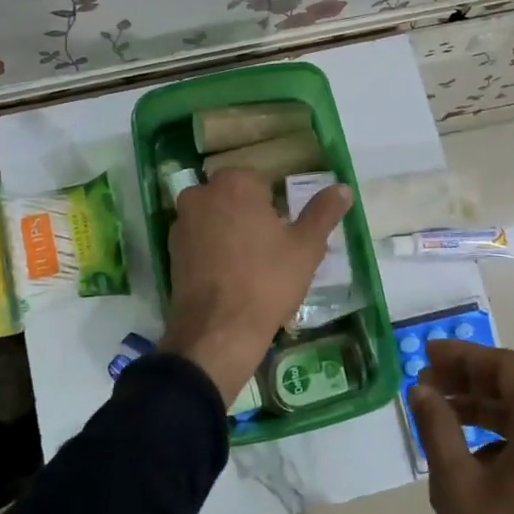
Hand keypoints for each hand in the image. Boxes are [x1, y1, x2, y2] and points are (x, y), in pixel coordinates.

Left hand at [160, 169, 352, 405]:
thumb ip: (323, 212)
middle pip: (235, 198)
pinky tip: (230, 277)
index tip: (284, 234)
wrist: (218, 332)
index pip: (262, 182)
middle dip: (252, 216)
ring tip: (252, 266)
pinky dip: (214, 251)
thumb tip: (342, 188)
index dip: (276, 207)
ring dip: (231, 232)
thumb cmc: (267, 281)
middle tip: (272, 250)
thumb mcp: (306, 247)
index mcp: (234, 183)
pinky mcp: (171, 251)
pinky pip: (200, 241)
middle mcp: (201, 194)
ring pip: (216, 218)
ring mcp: (181, 223)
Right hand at [409, 341, 513, 513]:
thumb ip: (437, 427)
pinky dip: (497, 438)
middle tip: (425, 383)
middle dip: (468, 382)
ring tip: (438, 416)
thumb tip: (421, 389)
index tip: (426, 354)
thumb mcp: (457, 485)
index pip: (506, 368)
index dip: (463, 356)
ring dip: (480, 410)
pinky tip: (466, 456)